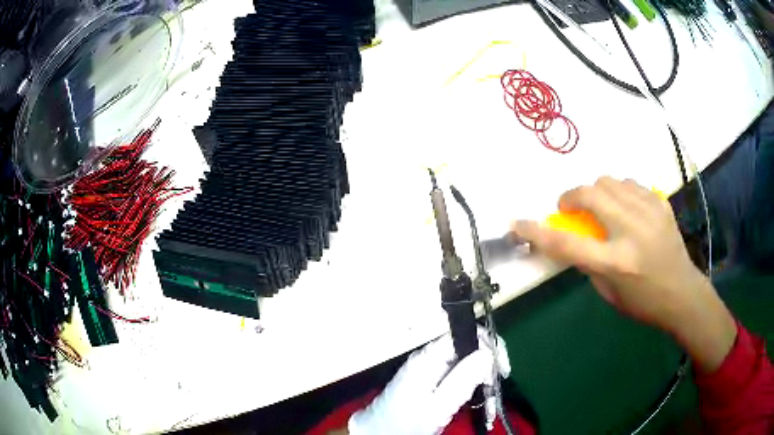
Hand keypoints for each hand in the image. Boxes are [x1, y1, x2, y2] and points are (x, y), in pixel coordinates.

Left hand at [348, 326, 509, 434]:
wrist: (380, 432)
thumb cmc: (405, 422)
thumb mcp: (438, 405)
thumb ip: (463, 379)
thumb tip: (488, 352)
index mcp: (430, 357)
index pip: (467, 334)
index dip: (490, 346)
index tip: (502, 370)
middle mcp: (431, 357)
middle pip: (470, 349)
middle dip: (488, 367)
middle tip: (495, 390)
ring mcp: (432, 368)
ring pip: (468, 364)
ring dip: (483, 381)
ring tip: (490, 403)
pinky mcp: (433, 380)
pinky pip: (459, 377)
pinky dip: (473, 388)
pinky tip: (480, 403)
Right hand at [512, 177, 736, 371]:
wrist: (682, 293)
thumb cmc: (643, 302)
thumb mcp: (609, 292)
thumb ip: (588, 262)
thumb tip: (572, 238)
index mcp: (616, 262)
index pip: (568, 244)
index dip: (537, 232)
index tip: (517, 223)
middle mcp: (632, 232)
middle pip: (590, 194)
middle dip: (571, 197)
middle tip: (569, 209)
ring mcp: (649, 212)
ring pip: (610, 181)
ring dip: (596, 192)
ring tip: (600, 208)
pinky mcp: (660, 204)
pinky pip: (630, 184)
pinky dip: (619, 191)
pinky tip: (624, 207)